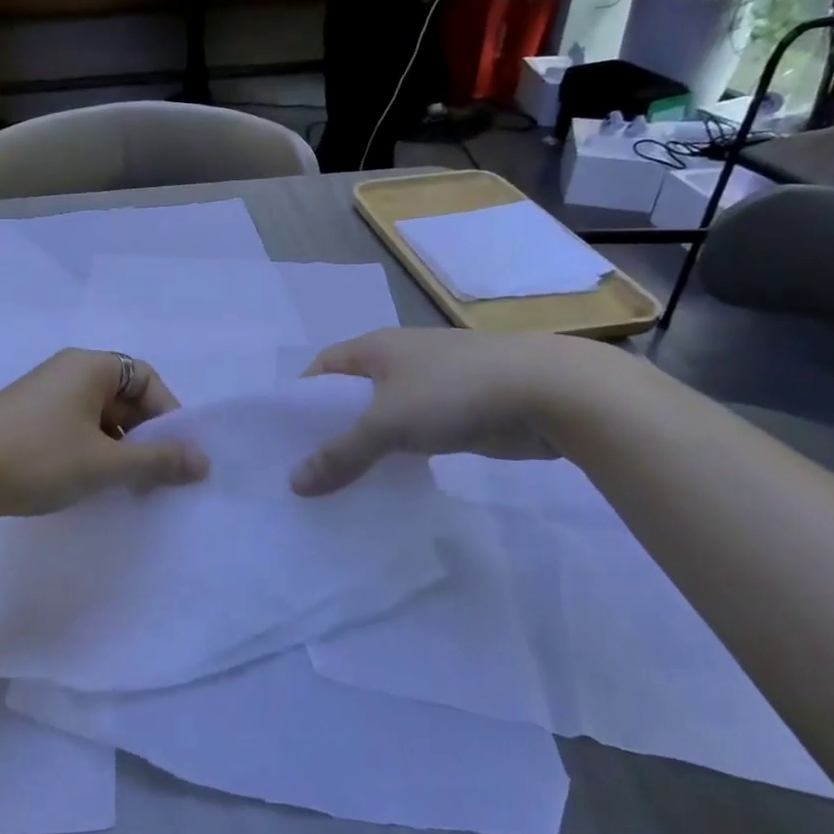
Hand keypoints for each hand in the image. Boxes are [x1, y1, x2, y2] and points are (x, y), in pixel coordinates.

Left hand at [0, 349, 209, 518]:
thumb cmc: (39, 458)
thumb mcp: (105, 463)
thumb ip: (158, 461)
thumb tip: (203, 461)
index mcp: (90, 366)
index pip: (147, 378)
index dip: (168, 414)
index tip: (173, 455)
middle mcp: (68, 370)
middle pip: (124, 396)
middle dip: (144, 436)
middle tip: (152, 477)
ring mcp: (43, 393)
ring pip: (99, 415)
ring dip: (118, 447)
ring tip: (122, 485)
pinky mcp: (25, 417)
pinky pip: (74, 425)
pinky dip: (90, 449)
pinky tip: (87, 481)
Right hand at [289, 330, 597, 495]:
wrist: (549, 393)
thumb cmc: (454, 391)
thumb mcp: (386, 424)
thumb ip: (340, 454)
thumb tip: (294, 484)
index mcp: (375, 348)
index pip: (322, 368)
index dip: (301, 398)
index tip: (284, 437)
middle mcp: (399, 362)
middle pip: (351, 395)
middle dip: (330, 428)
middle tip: (306, 469)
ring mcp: (431, 386)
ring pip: (384, 417)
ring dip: (366, 445)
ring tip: (339, 483)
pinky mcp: (458, 413)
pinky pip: (414, 435)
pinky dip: (399, 456)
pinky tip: (388, 482)